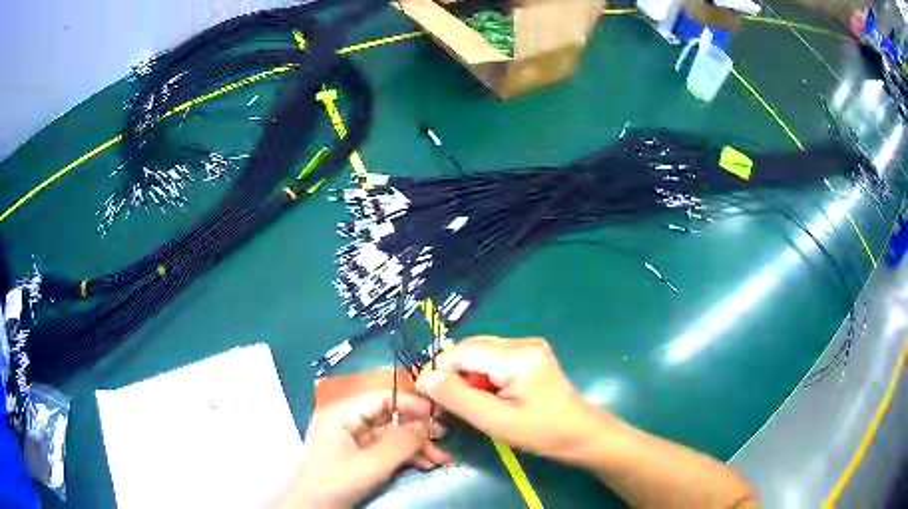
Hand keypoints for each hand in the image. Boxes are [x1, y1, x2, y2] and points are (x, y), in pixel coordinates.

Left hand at [275, 391, 451, 508]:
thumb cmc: (335, 482)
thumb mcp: (370, 464)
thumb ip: (401, 443)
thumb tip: (429, 425)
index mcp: (342, 414)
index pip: (381, 398)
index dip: (411, 404)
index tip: (438, 414)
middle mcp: (348, 422)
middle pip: (389, 418)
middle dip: (418, 430)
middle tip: (444, 439)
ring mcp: (353, 441)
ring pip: (391, 436)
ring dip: (417, 446)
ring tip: (442, 458)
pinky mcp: (359, 458)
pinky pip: (387, 451)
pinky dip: (407, 457)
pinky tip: (426, 464)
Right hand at [416, 336, 607, 464]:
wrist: (582, 434)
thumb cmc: (542, 433)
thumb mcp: (496, 421)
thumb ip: (459, 398)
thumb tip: (428, 378)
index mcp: (517, 356)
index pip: (462, 352)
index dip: (439, 371)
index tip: (428, 397)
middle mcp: (523, 342)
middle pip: (471, 348)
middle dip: (453, 373)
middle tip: (445, 402)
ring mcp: (529, 346)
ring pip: (480, 352)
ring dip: (467, 375)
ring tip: (467, 403)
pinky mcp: (531, 355)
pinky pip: (494, 358)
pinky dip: (482, 375)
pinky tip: (486, 396)